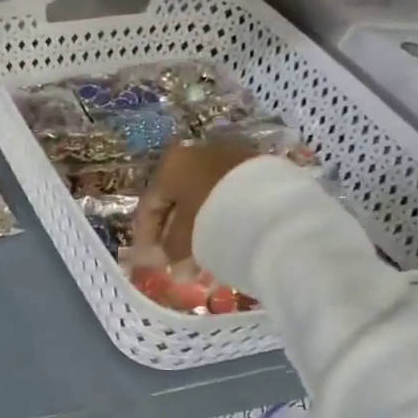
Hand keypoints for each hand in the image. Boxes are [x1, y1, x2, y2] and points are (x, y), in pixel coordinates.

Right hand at [130, 140, 262, 266]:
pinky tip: (224, 242)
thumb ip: (170, 248)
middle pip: (177, 201)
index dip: (145, 237)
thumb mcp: (184, 237)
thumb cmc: (212, 217)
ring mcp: (228, 160)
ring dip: (198, 230)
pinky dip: (220, 220)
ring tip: (201, 260)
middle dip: (174, 236)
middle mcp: (196, 155)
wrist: (271, 205)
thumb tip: (169, 259)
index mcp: (171, 165)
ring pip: (203, 200)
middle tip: (175, 262)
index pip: (149, 205)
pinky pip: (227, 199)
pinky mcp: (255, 170)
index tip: (148, 261)